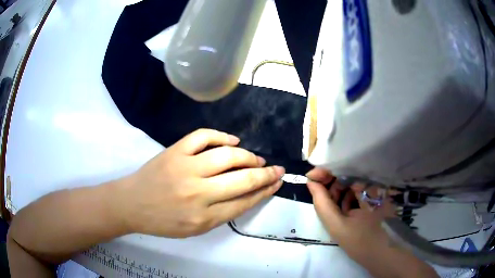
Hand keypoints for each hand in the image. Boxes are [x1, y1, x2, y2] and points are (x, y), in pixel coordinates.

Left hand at [117, 129, 284, 237]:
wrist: (131, 205)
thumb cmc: (162, 221)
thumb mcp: (195, 229)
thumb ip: (221, 214)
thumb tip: (246, 194)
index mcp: (204, 218)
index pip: (244, 201)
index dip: (265, 191)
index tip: (276, 182)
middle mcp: (198, 193)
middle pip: (243, 180)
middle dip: (266, 174)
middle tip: (277, 169)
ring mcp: (185, 168)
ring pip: (227, 156)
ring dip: (248, 156)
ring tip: (257, 158)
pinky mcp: (175, 152)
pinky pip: (203, 137)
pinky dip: (221, 136)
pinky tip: (233, 141)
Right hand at [306, 168, 437, 277]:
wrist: (384, 255)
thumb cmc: (362, 242)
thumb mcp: (337, 226)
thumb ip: (322, 203)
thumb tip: (311, 183)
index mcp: (367, 187)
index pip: (342, 168)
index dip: (325, 171)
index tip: (309, 178)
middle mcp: (374, 183)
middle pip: (346, 174)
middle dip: (331, 185)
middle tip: (322, 198)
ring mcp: (376, 190)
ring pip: (351, 183)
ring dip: (339, 193)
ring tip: (336, 210)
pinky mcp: (376, 197)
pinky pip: (358, 191)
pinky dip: (348, 199)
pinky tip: (347, 211)